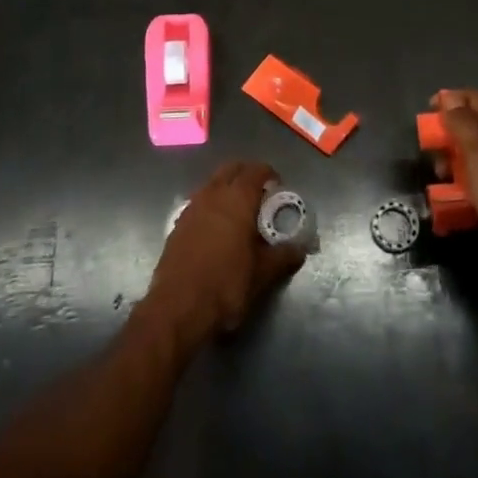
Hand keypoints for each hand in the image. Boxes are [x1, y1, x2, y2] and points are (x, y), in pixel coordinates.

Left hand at [143, 162, 303, 346]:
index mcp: (237, 198)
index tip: (279, 187)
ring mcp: (192, 206)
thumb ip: (282, 257)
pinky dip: (212, 205)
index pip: (256, 170)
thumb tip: (300, 249)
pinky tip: (217, 230)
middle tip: (261, 195)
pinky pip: (199, 201)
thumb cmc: (225, 285)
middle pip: (232, 169)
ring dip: (227, 188)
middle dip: (247, 174)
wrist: (177, 308)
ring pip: (213, 183)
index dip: (269, 174)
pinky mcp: (178, 223)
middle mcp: (213, 193)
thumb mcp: (261, 275)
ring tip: (240, 213)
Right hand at [435, 90, 477, 292]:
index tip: (427, 112)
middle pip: (474, 127)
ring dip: (456, 162)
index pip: (474, 99)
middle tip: (432, 154)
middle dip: (449, 135)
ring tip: (441, 181)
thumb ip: (463, 127)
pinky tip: (460, 202)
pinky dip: (469, 184)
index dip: (450, 99)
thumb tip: (449, 97)